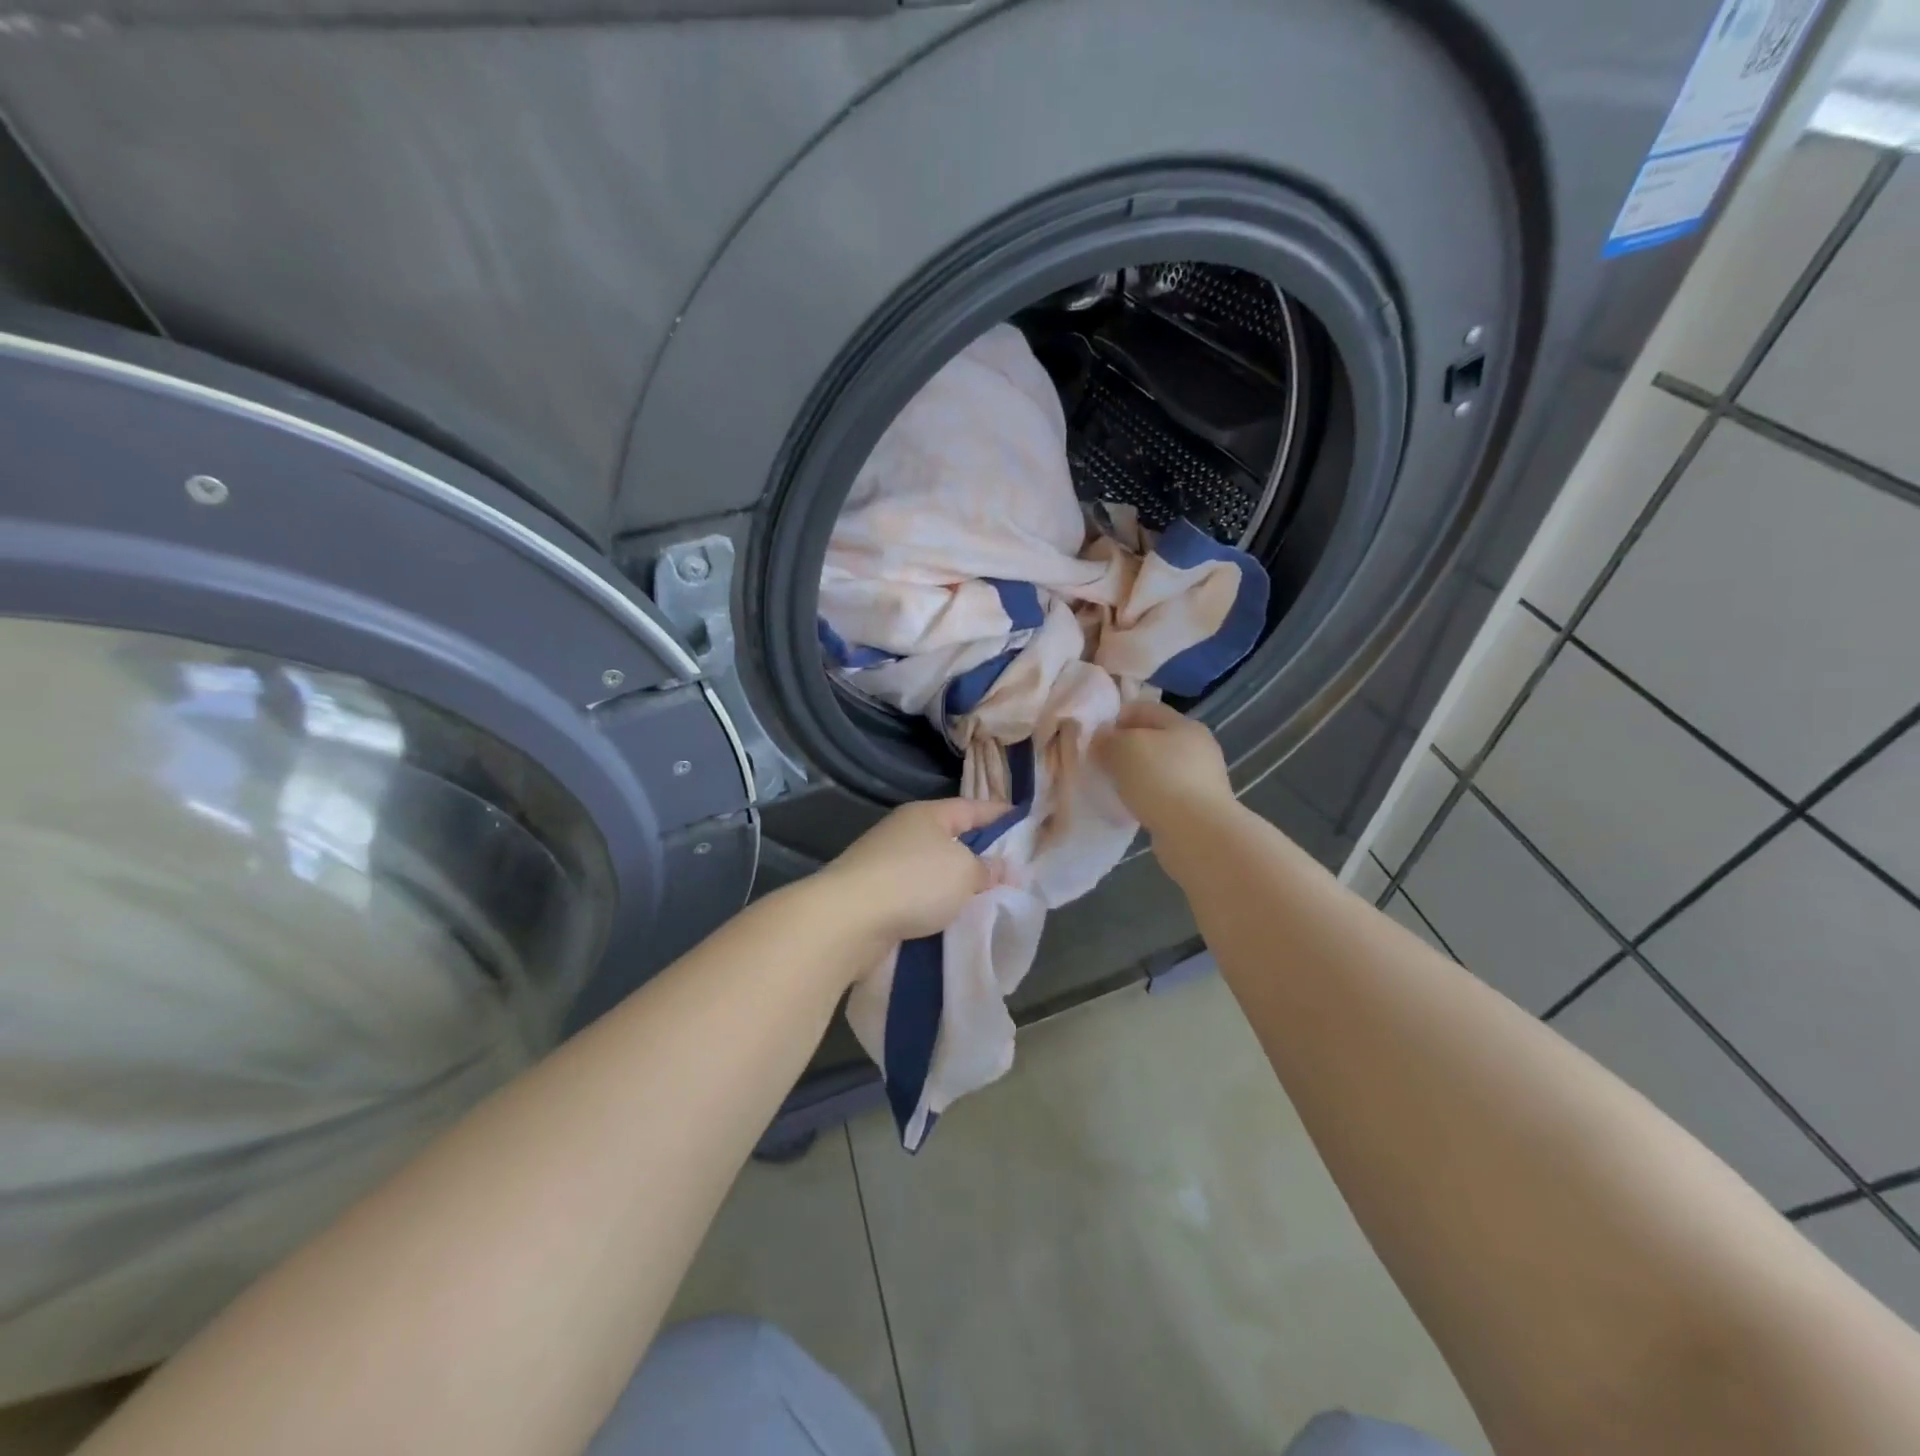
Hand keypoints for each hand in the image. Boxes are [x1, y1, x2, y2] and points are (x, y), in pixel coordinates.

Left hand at [821, 798, 1012, 943]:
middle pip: (951, 837)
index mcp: (927, 815)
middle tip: (1010, 868)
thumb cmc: (914, 882)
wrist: (848, 918)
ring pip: (932, 867)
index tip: (1025, 822)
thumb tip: (1004, 868)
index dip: (1000, 814)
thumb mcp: (964, 872)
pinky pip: (916, 893)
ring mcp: (885, 861)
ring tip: (984, 898)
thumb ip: (988, 869)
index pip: (972, 807)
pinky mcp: (874, 893)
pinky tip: (950, 917)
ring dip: (954, 881)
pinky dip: (934, 902)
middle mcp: (904, 831)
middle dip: (978, 851)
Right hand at [1092, 699, 1233, 834]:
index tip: (1093, 735)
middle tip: (1099, 761)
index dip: (1115, 717)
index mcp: (1184, 724)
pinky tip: (1132, 807)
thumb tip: (1102, 739)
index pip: (1144, 708)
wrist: (1196, 833)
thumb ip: (1107, 739)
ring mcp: (1201, 778)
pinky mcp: (1198, 807)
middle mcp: (1197, 747)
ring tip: (1112, 786)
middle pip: (1152, 738)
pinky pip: (1164, 793)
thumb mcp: (1123, 748)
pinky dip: (1146, 796)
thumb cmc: (1160, 779)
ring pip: (1158, 767)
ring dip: (1135, 774)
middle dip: (1124, 747)